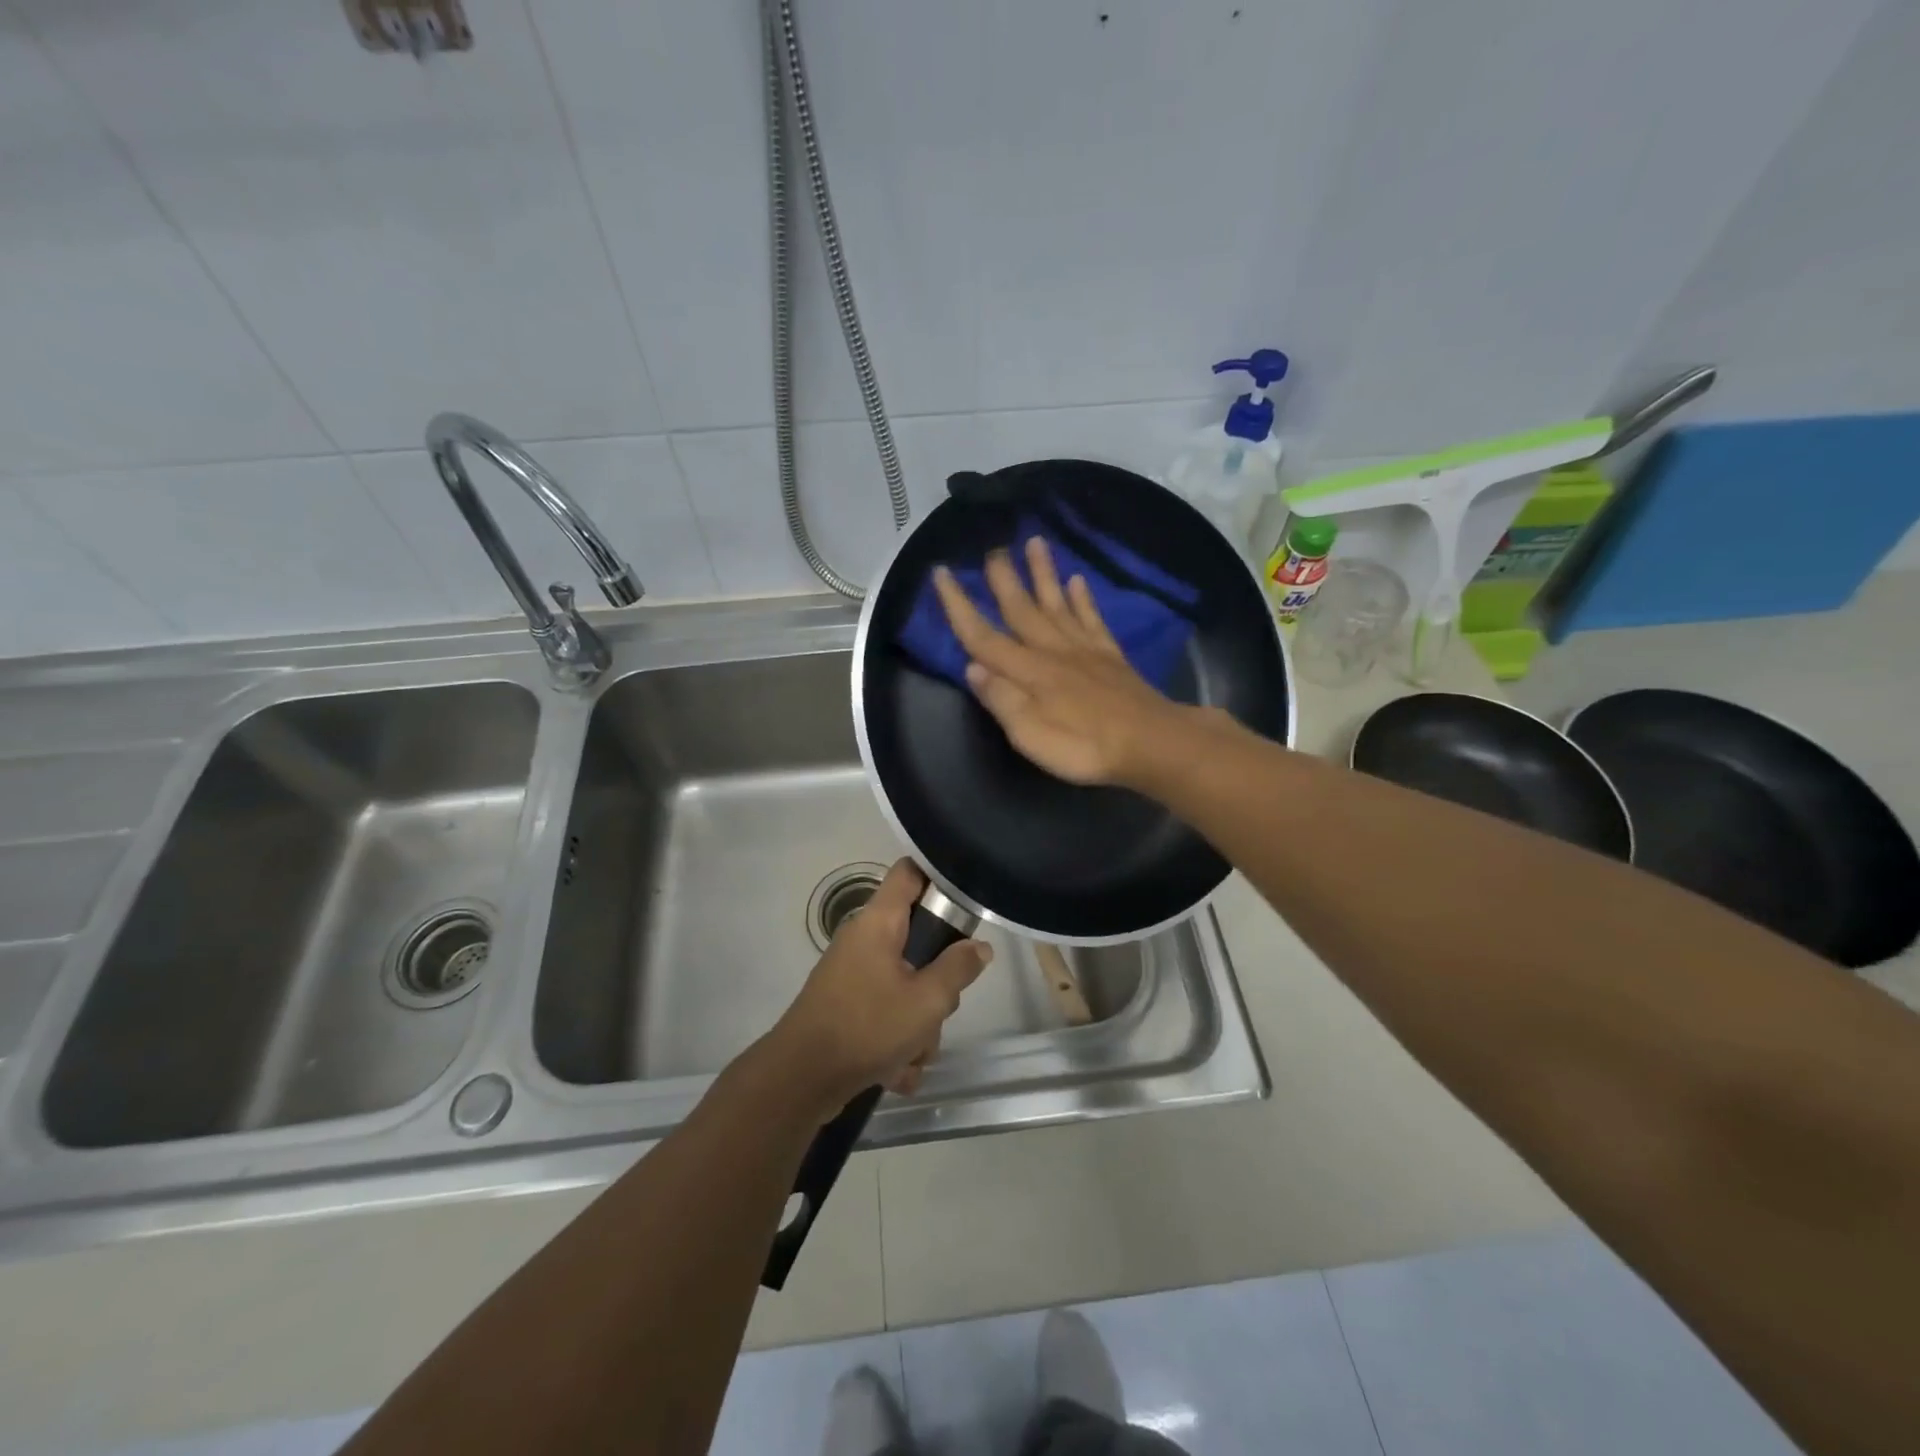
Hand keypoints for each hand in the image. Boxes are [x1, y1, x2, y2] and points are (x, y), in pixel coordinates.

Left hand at [769, 859, 991, 1112]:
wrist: (800, 1080)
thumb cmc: (866, 1027)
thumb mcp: (927, 1000)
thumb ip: (958, 969)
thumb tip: (979, 946)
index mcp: (879, 922)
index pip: (910, 872)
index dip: (940, 877)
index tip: (968, 900)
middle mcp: (863, 941)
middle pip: (918, 940)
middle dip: (937, 980)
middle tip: (941, 1004)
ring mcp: (853, 975)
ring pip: (906, 985)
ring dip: (918, 1023)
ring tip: (913, 1053)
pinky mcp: (847, 1008)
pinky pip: (886, 1015)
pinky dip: (896, 1042)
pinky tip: (897, 1072)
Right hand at [932, 536, 1197, 786]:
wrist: (1149, 742)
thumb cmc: (1083, 747)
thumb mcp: (1030, 735)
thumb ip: (1001, 699)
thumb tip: (971, 667)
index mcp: (1027, 671)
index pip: (982, 635)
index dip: (958, 605)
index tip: (941, 572)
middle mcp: (1051, 650)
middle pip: (1021, 608)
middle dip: (1003, 578)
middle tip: (992, 547)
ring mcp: (1084, 649)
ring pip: (1057, 603)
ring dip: (1043, 573)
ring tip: (1035, 542)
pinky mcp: (1110, 655)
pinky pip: (1092, 618)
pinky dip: (1083, 598)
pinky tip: (1078, 580)